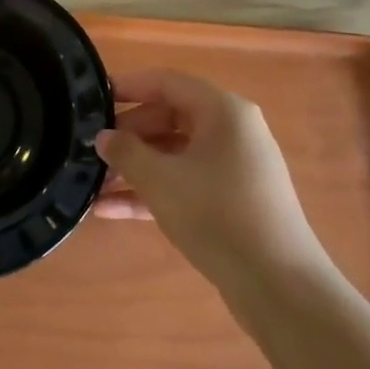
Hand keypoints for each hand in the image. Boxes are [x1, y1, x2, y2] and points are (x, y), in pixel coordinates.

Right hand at [95, 69, 327, 290]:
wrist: (278, 285)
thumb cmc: (217, 214)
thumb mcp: (160, 179)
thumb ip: (125, 152)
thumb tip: (103, 137)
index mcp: (222, 111)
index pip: (167, 82)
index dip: (128, 86)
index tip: (92, 99)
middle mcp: (231, 132)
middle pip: (169, 118)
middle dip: (128, 135)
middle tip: (91, 148)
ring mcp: (233, 168)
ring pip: (174, 154)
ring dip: (135, 167)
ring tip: (93, 182)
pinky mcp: (231, 201)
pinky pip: (184, 183)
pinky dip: (152, 192)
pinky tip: (109, 210)